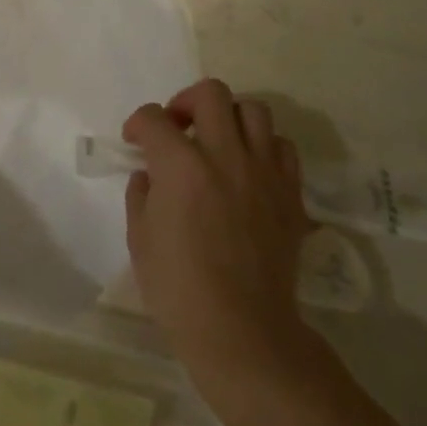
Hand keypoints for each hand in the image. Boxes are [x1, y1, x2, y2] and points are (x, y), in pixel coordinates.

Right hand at [123, 79, 324, 400]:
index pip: (154, 118)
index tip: (135, 141)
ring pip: (253, 111)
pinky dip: (263, 147)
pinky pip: (282, 148)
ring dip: (229, 118)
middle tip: (178, 128)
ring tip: (218, 143)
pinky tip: (249, 169)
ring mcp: (263, 173)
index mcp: (180, 166)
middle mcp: (225, 156)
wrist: (242, 332)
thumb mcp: (140, 239)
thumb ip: (141, 194)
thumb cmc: (179, 289)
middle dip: (186, 102)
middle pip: (210, 93)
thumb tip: (151, 175)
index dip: (139, 124)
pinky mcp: (290, 194)